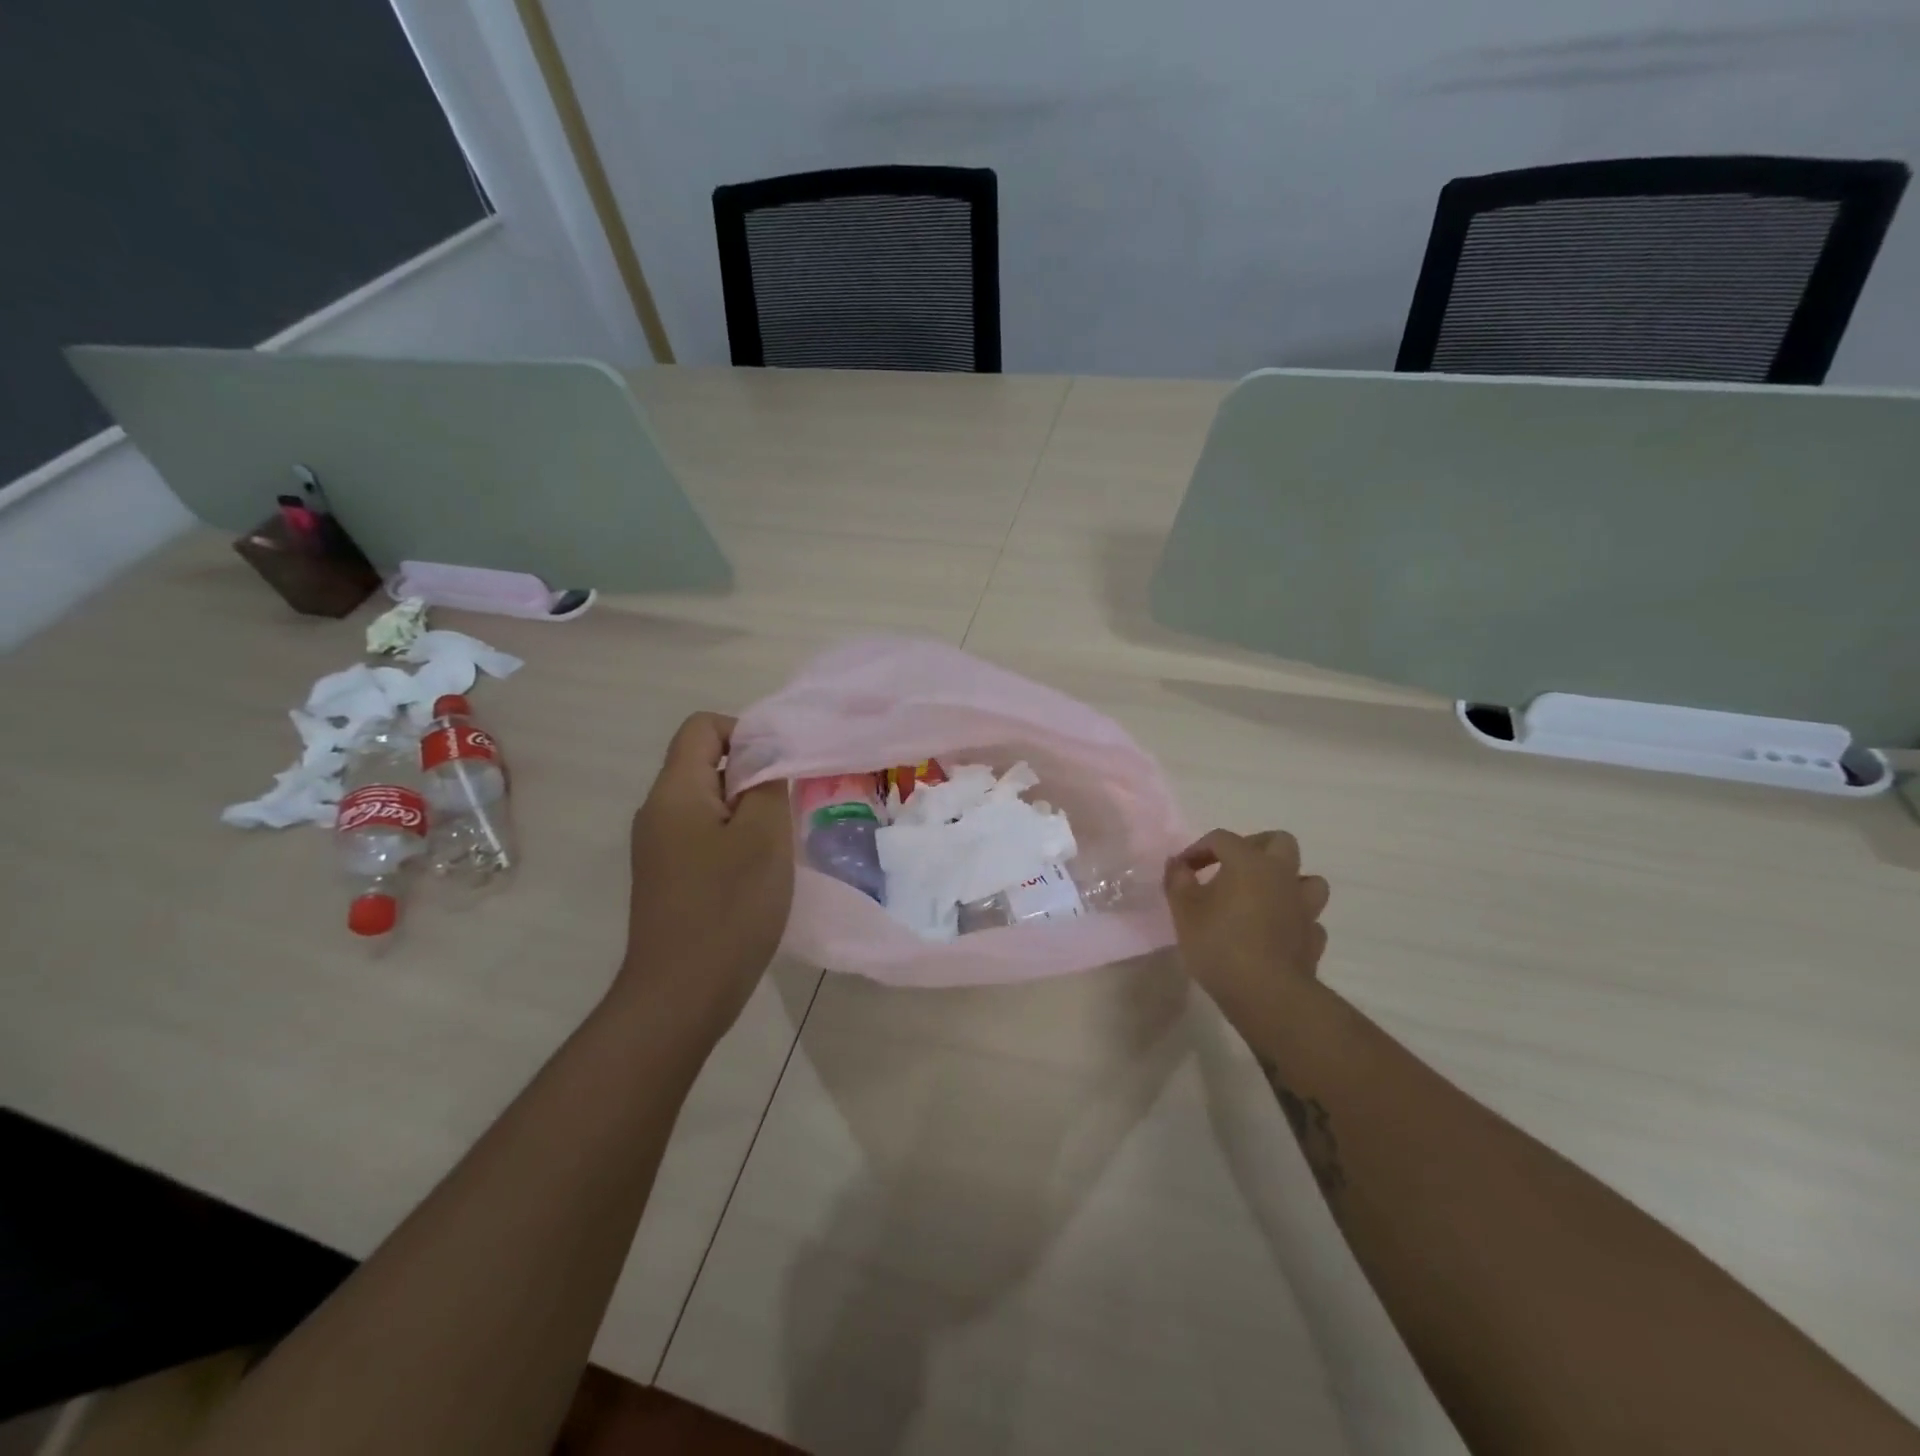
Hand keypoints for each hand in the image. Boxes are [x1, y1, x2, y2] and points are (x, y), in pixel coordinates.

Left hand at [618, 713, 793, 1042]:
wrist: (681, 994)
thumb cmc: (728, 907)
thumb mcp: (764, 836)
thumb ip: (768, 782)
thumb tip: (766, 752)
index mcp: (675, 791)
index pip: (702, 727)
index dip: (744, 733)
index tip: (779, 768)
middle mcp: (658, 811)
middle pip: (705, 764)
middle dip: (752, 776)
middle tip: (787, 810)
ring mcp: (658, 847)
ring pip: (708, 803)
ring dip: (747, 812)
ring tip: (777, 844)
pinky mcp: (668, 877)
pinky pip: (703, 836)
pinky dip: (734, 840)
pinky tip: (757, 874)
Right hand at [1164, 829, 1330, 1029]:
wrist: (1266, 993)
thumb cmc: (1219, 944)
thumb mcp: (1183, 910)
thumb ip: (1178, 880)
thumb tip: (1178, 864)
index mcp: (1249, 862)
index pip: (1222, 839)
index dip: (1199, 848)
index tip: (1183, 869)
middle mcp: (1282, 876)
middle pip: (1280, 842)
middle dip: (1256, 846)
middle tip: (1232, 866)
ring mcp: (1304, 907)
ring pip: (1308, 879)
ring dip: (1287, 882)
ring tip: (1263, 896)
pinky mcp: (1313, 938)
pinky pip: (1309, 918)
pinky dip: (1294, 919)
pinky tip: (1276, 931)